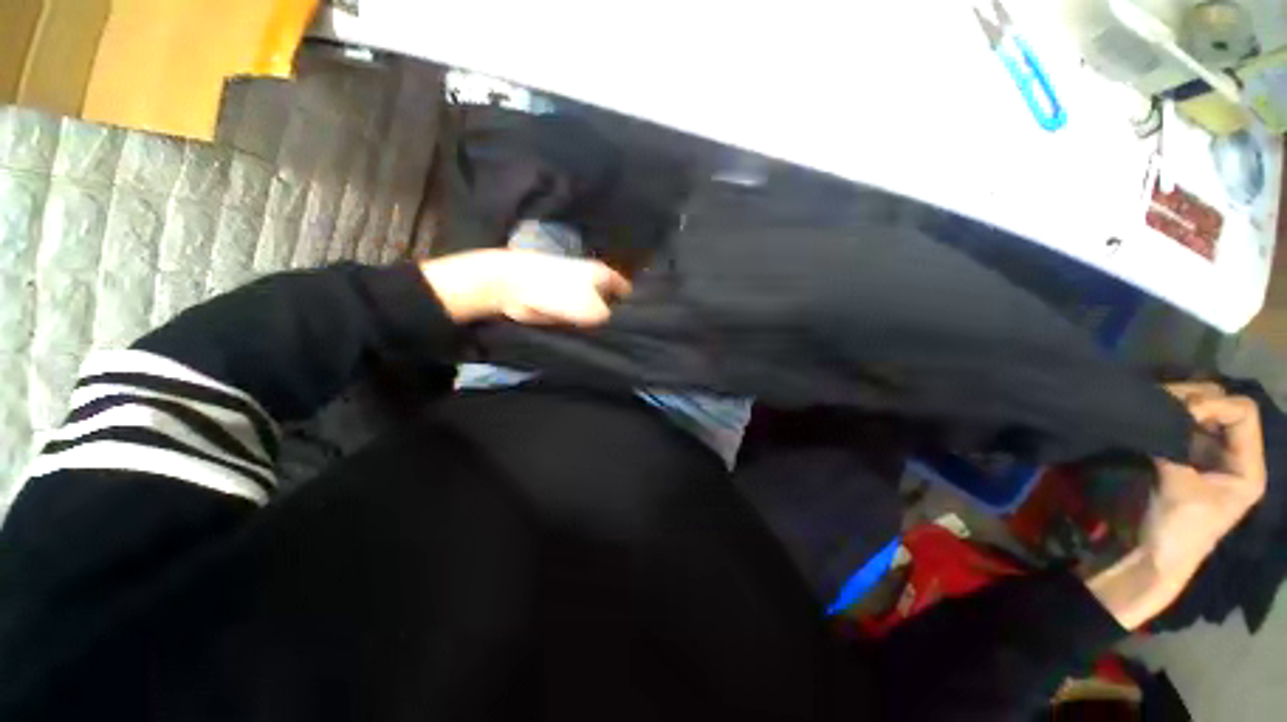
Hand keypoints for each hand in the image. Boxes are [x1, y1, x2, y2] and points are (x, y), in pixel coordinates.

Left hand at [419, 249, 631, 325]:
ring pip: (593, 313)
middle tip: (623, 339)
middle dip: (615, 318)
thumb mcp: (593, 309)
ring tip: (605, 342)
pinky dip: (579, 328)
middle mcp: (591, 281)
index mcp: (603, 274)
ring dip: (596, 326)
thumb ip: (610, 319)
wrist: (512, 286)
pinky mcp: (558, 303)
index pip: (627, 290)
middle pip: (611, 303)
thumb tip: (616, 328)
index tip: (640, 325)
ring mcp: (573, 292)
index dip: (635, 306)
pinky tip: (585, 340)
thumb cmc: (558, 292)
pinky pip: (575, 319)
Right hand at [1088, 383, 1265, 629]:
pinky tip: (1148, 416)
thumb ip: (1173, 451)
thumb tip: (1153, 417)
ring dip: (1179, 406)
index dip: (1214, 405)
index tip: (1181, 411)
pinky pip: (1182, 427)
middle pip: (1224, 408)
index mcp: (1247, 466)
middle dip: (1195, 400)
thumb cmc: (1178, 530)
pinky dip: (1167, 417)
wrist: (1155, 556)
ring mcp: (1210, 456)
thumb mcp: (1180, 491)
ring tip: (1152, 405)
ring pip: (1202, 414)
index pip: (1243, 413)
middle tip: (1161, 401)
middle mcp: (1234, 455)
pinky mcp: (1186, 457)